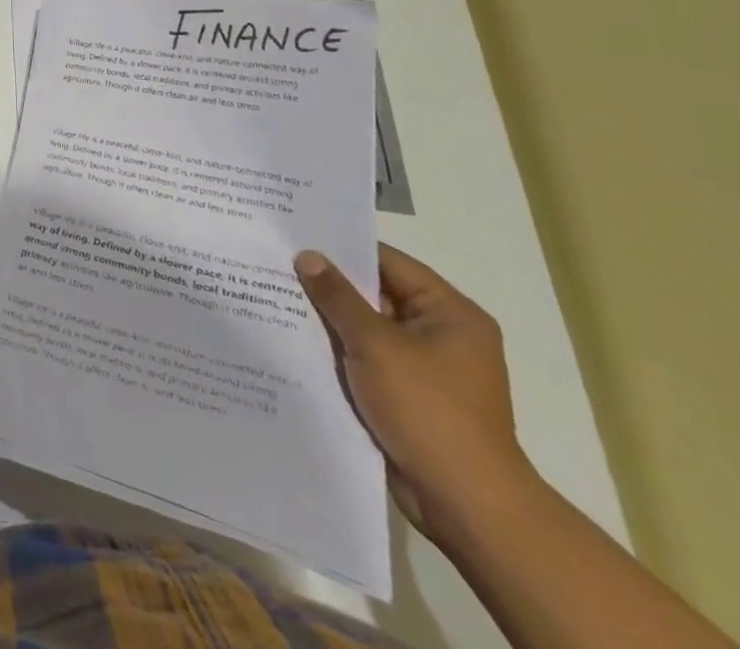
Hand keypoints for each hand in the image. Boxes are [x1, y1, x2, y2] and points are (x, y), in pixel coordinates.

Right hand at [295, 244, 534, 543]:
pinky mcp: (408, 396)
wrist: (465, 504)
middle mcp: (442, 334)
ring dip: (329, 319)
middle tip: (274, 262)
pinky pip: (365, 358)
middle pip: (376, 294)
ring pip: (366, 328)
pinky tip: (294, 340)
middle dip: (329, 284)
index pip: (388, 262)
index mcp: (450, 314)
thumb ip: (338, 297)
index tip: (294, 235)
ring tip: (273, 296)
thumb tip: (307, 256)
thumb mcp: (376, 345)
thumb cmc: (429, 411)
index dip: (342, 248)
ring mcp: (425, 368)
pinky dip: (337, 350)